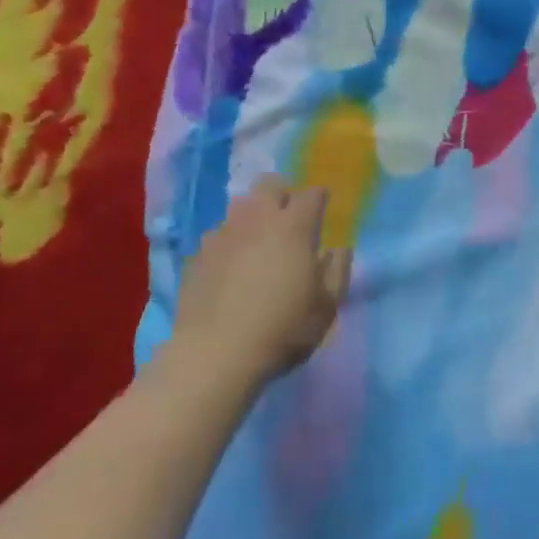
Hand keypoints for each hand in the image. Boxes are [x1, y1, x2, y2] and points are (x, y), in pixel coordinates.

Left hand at [172, 178, 350, 392]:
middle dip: (283, 194)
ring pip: (240, 206)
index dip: (320, 199)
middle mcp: (258, 219)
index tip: (323, 210)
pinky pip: (218, 235)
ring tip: (258, 240)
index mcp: (294, 226)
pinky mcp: (199, 254)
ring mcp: (224, 234)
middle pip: (270, 185)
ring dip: (254, 215)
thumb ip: (338, 271)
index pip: (312, 194)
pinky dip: (229, 242)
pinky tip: (230, 265)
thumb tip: (339, 249)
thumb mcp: (326, 307)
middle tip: (289, 218)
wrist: (215, 354)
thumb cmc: (282, 329)